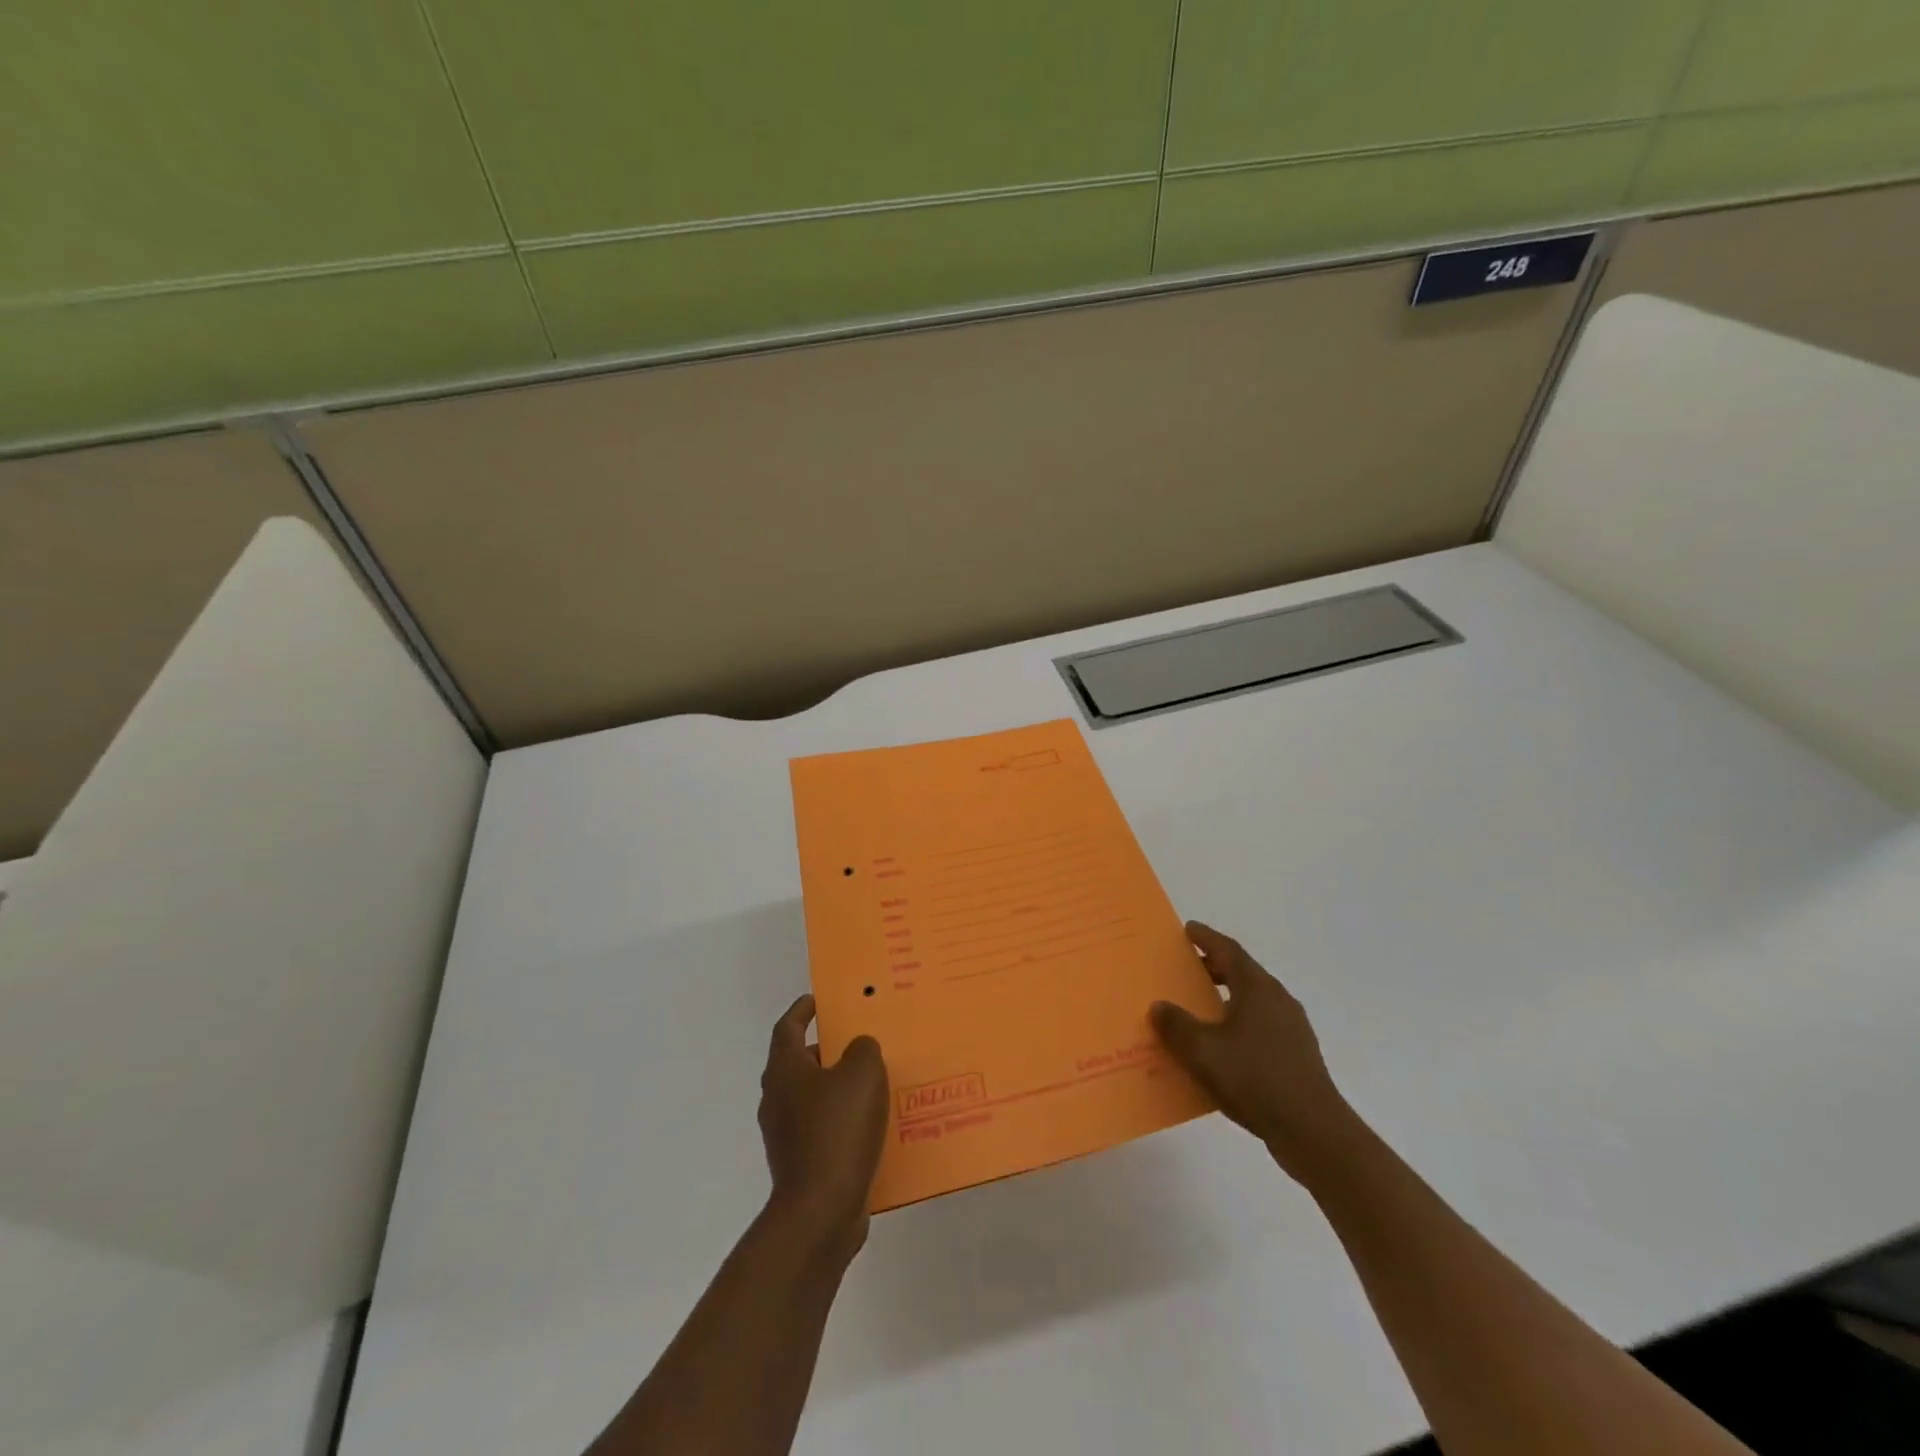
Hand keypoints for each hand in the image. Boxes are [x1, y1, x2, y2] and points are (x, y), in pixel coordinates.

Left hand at [758, 995, 889, 1257]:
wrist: (820, 1212)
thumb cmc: (837, 1130)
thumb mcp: (862, 1073)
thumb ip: (863, 1050)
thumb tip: (859, 1049)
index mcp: (784, 1070)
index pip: (788, 1027)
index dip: (802, 1010)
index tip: (819, 1000)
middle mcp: (777, 1099)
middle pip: (800, 1062)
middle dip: (828, 1049)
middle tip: (859, 1040)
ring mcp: (786, 1135)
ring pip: (814, 1098)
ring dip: (839, 1087)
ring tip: (875, 1081)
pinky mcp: (801, 1164)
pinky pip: (825, 1130)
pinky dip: (845, 1121)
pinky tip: (874, 1125)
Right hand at [1151, 922, 1360, 1183]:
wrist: (1313, 1132)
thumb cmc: (1255, 1079)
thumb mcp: (1202, 1051)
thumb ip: (1176, 1025)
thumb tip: (1159, 1006)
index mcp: (1257, 988)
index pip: (1229, 950)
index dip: (1206, 938)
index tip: (1188, 929)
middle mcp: (1278, 1000)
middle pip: (1243, 974)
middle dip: (1214, 968)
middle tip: (1188, 968)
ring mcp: (1292, 1030)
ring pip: (1253, 1002)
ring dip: (1226, 999)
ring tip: (1200, 1009)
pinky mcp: (1297, 1057)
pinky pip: (1260, 1028)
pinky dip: (1237, 1026)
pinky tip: (1221, 1049)